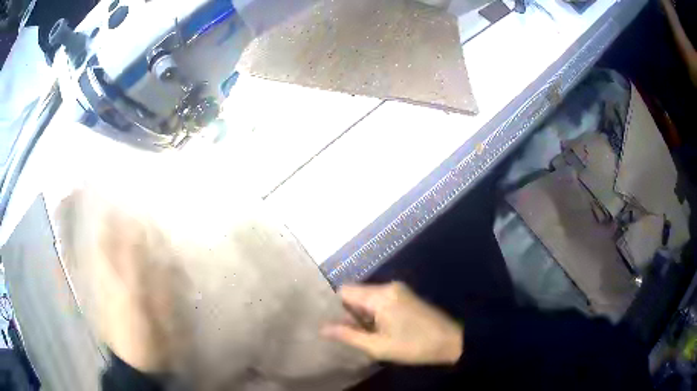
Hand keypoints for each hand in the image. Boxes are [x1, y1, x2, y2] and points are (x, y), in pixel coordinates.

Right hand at [322, 282, 462, 364]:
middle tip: (347, 335)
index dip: (335, 307)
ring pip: (367, 298)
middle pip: (356, 294)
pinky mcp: (405, 296)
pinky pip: (380, 300)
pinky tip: (377, 330)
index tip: (332, 324)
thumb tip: (322, 328)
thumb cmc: (413, 346)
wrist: (450, 341)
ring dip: (362, 315)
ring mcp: (398, 290)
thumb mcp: (378, 346)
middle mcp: (388, 287)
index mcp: (380, 296)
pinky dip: (374, 313)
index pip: (344, 291)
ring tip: (363, 335)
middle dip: (349, 313)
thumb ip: (348, 335)